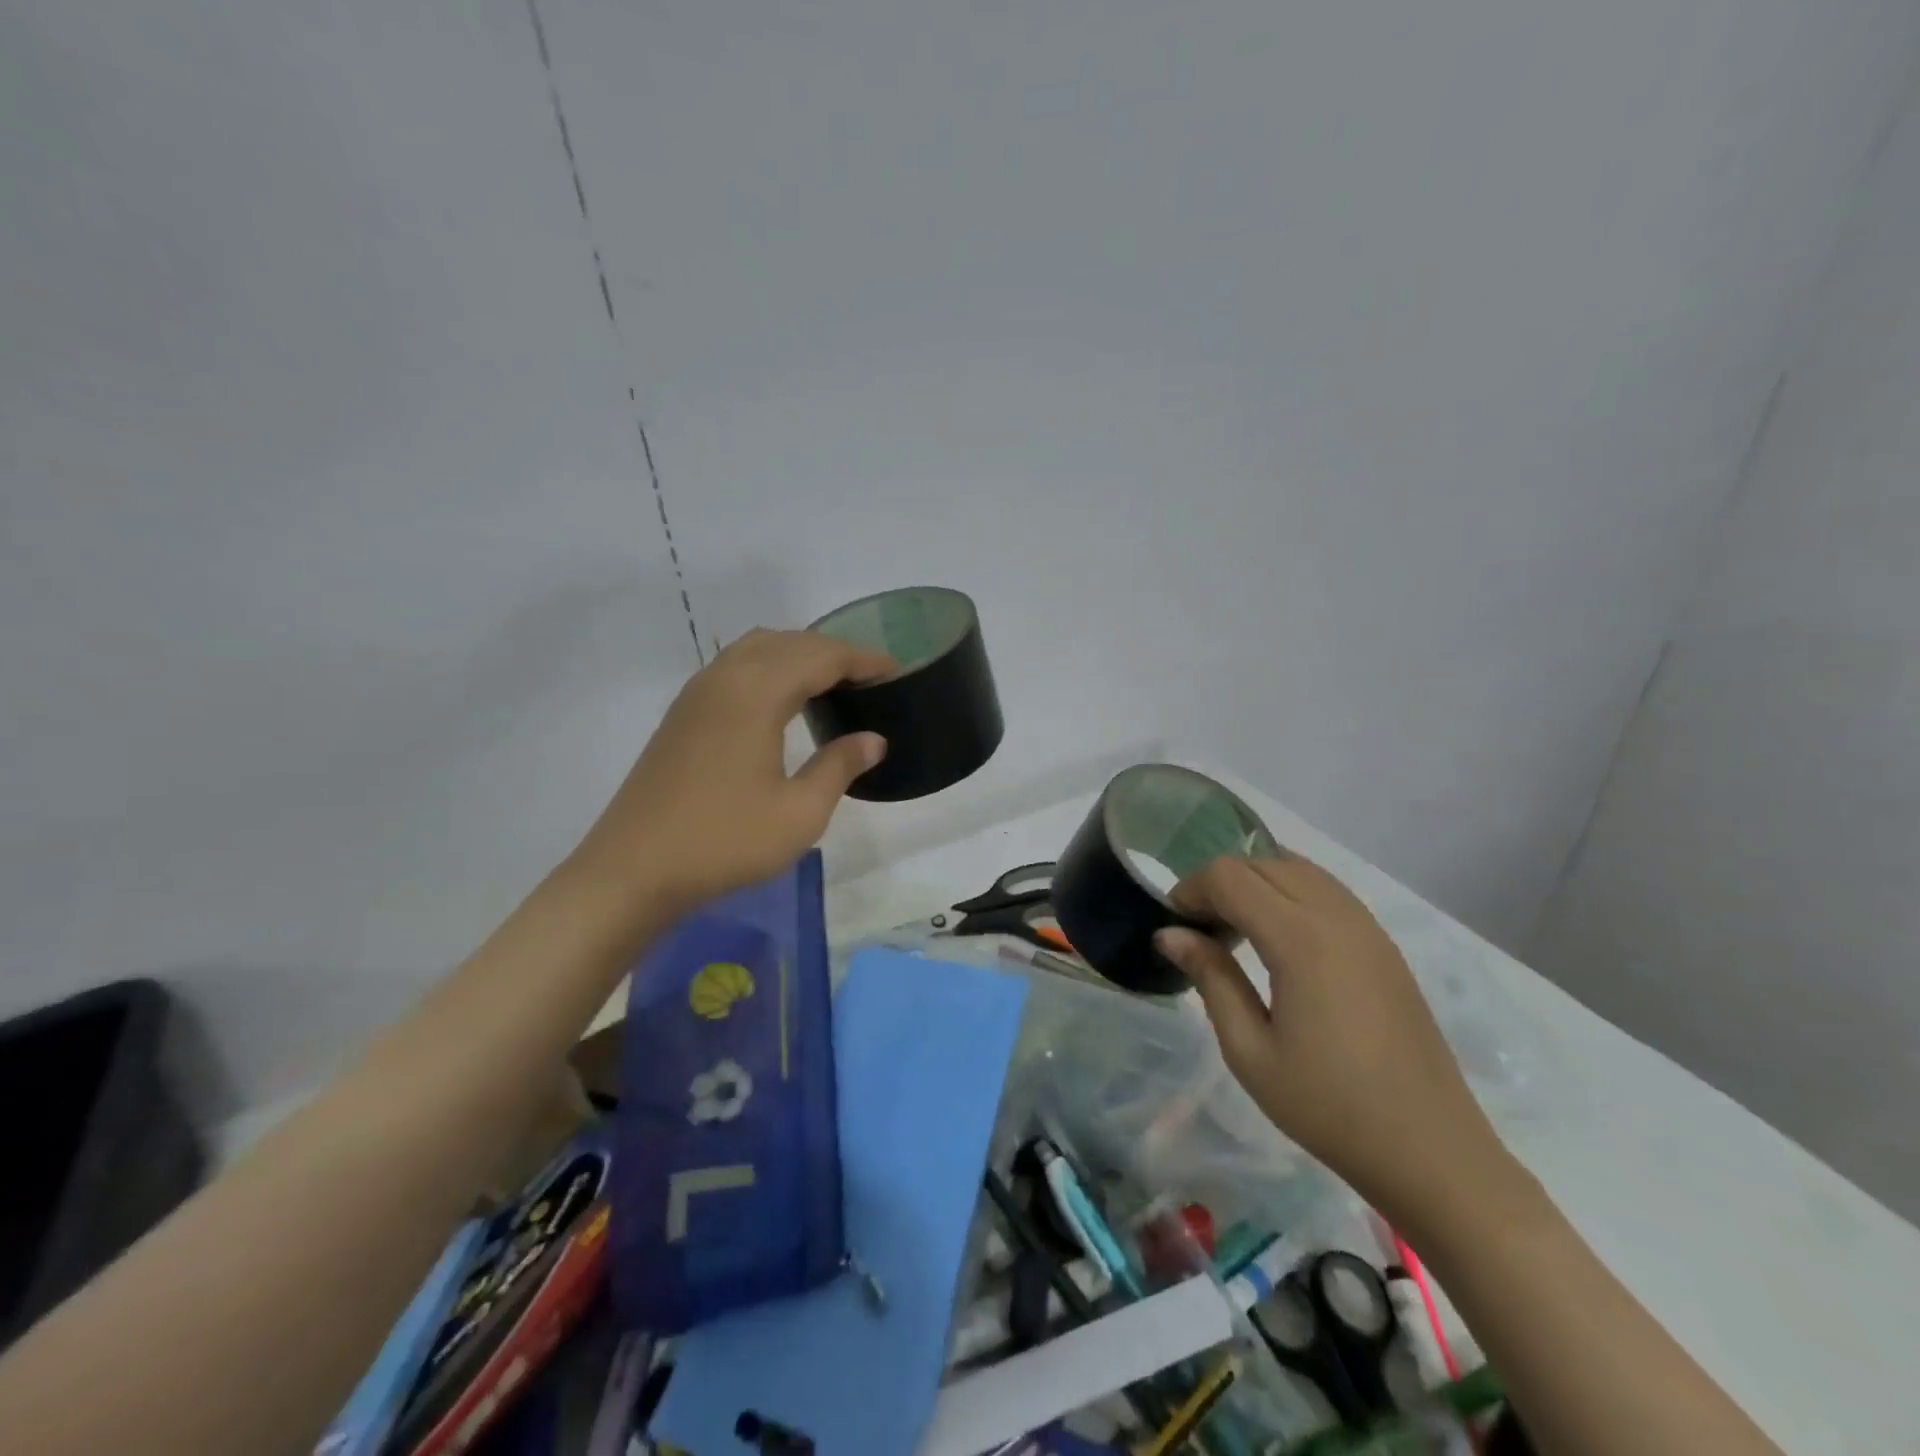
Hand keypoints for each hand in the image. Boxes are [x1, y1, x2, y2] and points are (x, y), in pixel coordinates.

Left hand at [567, 629, 894, 918]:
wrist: (632, 870)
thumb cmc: (724, 841)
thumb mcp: (799, 813)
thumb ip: (839, 767)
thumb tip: (873, 740)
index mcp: (756, 693)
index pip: (821, 656)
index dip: (862, 659)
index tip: (895, 671)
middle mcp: (725, 679)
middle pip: (788, 642)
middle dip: (833, 652)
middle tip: (869, 678)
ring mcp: (697, 694)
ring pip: (756, 648)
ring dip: (798, 654)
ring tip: (830, 682)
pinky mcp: (682, 714)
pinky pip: (735, 667)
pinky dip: (769, 667)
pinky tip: (781, 701)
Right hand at [1155, 856, 1506, 1217]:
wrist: (1431, 1152)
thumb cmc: (1329, 1107)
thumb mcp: (1250, 1051)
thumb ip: (1211, 978)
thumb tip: (1169, 933)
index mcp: (1301, 941)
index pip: (1230, 876)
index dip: (1191, 889)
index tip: (1173, 924)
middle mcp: (1337, 917)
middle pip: (1262, 863)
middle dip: (1219, 882)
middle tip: (1199, 930)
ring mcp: (1368, 927)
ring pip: (1298, 868)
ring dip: (1256, 883)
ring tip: (1236, 930)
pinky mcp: (1384, 944)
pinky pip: (1327, 890)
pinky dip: (1289, 893)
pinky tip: (1279, 940)